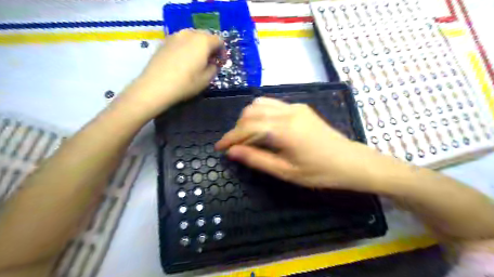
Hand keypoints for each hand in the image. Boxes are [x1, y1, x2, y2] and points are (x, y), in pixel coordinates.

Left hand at [116, 29, 224, 121]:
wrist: (156, 86)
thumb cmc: (186, 83)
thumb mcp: (206, 79)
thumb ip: (214, 68)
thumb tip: (213, 63)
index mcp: (203, 41)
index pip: (219, 40)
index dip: (222, 51)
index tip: (221, 62)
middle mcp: (189, 33)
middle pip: (205, 36)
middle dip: (210, 47)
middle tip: (210, 61)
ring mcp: (175, 36)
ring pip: (192, 37)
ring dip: (198, 46)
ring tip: (197, 60)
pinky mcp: (164, 41)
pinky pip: (181, 41)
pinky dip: (186, 47)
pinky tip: (183, 60)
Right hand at [217, 97, 389, 192]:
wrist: (350, 161)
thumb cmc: (319, 172)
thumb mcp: (285, 172)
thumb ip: (256, 159)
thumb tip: (232, 152)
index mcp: (283, 130)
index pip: (246, 128)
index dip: (230, 137)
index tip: (219, 147)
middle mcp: (287, 112)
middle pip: (250, 112)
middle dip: (238, 128)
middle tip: (236, 146)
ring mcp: (294, 106)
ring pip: (260, 104)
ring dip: (248, 118)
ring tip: (248, 136)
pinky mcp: (300, 107)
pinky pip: (272, 104)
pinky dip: (261, 114)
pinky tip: (264, 128)